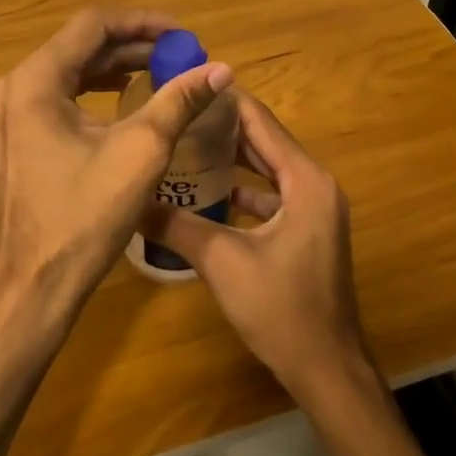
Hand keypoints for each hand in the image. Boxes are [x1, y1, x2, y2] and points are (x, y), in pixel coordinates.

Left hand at [0, 8, 231, 329]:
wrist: (36, 283)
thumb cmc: (85, 216)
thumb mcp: (141, 151)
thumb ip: (179, 101)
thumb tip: (221, 69)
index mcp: (36, 80)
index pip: (94, 24)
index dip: (144, 22)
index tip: (184, 34)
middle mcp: (17, 86)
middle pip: (81, 44)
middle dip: (135, 44)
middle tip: (182, 54)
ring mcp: (14, 111)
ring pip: (73, 69)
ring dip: (119, 65)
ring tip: (165, 69)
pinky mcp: (21, 134)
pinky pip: (63, 94)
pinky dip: (99, 89)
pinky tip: (130, 96)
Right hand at [139, 91, 372, 402]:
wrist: (327, 369)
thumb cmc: (281, 309)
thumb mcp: (221, 261)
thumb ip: (175, 226)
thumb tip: (129, 201)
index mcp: (304, 180)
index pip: (260, 121)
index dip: (222, 101)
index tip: (183, 86)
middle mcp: (315, 184)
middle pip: (264, 141)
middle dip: (221, 127)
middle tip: (175, 115)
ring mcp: (314, 209)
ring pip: (267, 169)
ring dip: (231, 158)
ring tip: (183, 145)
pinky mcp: (307, 231)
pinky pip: (271, 195)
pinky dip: (243, 190)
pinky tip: (206, 193)